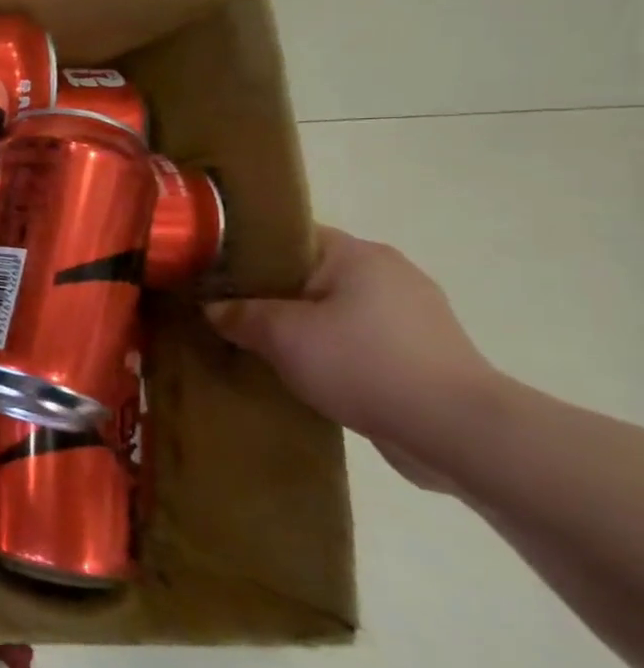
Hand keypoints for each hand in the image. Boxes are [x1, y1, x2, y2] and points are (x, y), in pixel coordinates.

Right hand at [204, 228, 496, 486]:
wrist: (457, 431)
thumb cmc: (363, 363)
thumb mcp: (280, 335)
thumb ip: (237, 314)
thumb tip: (212, 308)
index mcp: (358, 255)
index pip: (287, 237)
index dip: (243, 252)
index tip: (209, 275)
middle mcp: (389, 274)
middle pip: (308, 273)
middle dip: (267, 293)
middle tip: (223, 312)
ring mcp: (411, 315)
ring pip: (331, 309)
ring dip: (297, 325)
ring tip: (256, 345)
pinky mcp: (420, 353)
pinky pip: (355, 339)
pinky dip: (326, 349)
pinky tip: (300, 370)